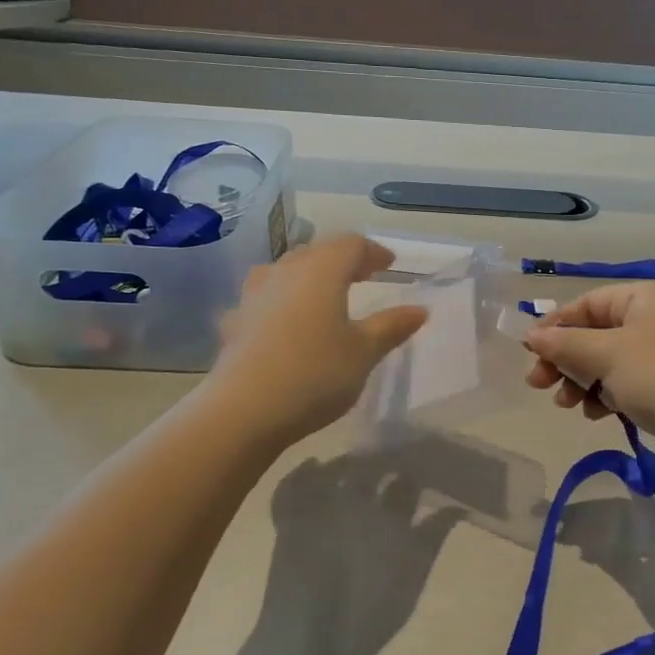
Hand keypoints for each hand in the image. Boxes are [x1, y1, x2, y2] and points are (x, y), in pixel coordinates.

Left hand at [206, 234, 426, 445]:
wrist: (243, 410)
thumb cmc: (315, 374)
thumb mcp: (364, 352)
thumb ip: (391, 327)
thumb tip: (419, 310)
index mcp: (321, 271)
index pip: (350, 244)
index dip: (373, 251)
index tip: (389, 264)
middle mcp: (285, 272)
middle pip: (316, 252)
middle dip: (341, 260)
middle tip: (363, 276)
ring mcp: (254, 296)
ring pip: (285, 271)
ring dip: (308, 276)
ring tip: (323, 295)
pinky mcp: (235, 322)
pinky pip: (264, 299)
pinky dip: (282, 303)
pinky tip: (285, 323)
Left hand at [261, 447, 464, 654]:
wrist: (309, 640)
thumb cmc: (368, 615)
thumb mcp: (413, 576)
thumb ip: (433, 537)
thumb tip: (454, 508)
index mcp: (389, 514)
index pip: (408, 481)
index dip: (417, 472)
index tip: (426, 469)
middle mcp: (355, 501)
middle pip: (374, 469)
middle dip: (386, 462)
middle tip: (395, 464)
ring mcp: (318, 508)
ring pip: (337, 469)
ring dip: (350, 463)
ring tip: (359, 464)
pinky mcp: (289, 521)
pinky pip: (292, 486)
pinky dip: (303, 472)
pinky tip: (313, 465)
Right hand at [523, 282, 654, 475]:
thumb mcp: (606, 354)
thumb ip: (565, 344)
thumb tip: (531, 336)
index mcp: (642, 299)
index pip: (586, 304)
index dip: (555, 326)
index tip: (529, 352)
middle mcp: (652, 320)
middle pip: (593, 334)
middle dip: (564, 359)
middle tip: (538, 384)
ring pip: (605, 362)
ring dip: (580, 381)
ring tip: (566, 404)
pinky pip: (622, 383)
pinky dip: (604, 395)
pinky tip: (595, 414)